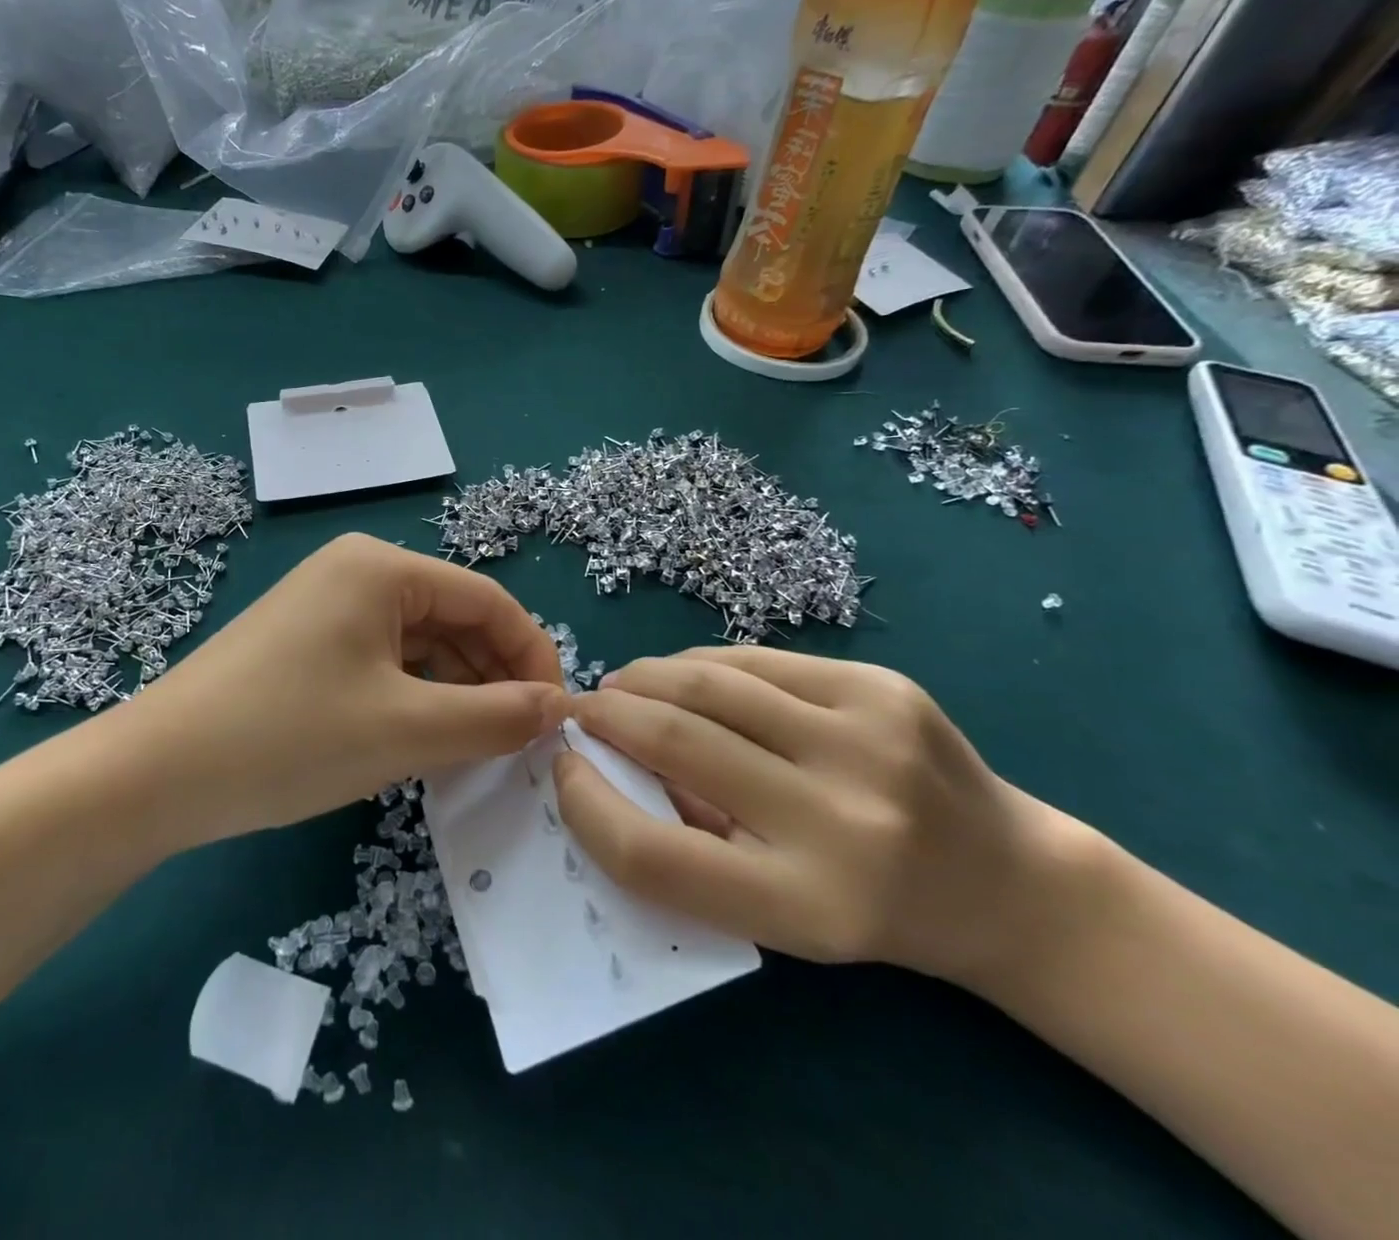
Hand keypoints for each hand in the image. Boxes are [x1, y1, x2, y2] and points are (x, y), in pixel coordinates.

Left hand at [127, 534, 569, 847]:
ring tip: (478, 749)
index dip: (532, 656)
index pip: (488, 600)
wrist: (156, 774)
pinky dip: (415, 696)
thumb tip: (558, 709)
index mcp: (383, 567)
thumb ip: (495, 717)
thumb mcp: (406, 730)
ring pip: (421, 643)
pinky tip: (427, 738)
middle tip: (519, 742)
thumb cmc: (289, 737)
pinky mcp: (308, 640)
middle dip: (493, 677)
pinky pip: (384, 660)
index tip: (557, 717)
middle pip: (454, 618)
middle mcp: (358, 570)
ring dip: (456, 691)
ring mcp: (328, 604)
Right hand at [556, 647, 1084, 984]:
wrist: (1007, 883)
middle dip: (607, 715)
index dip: (588, 807)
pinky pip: (757, 660)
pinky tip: (685, 677)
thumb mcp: (776, 913)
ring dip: (646, 678)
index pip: (654, 854)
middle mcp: (841, 821)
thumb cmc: (872, 911)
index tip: (564, 770)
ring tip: (623, 687)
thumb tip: (612, 760)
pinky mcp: (882, 687)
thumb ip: (689, 842)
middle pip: (676, 743)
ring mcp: (867, 740)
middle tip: (580, 710)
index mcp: (806, 905)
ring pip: (710, 681)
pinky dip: (703, 665)